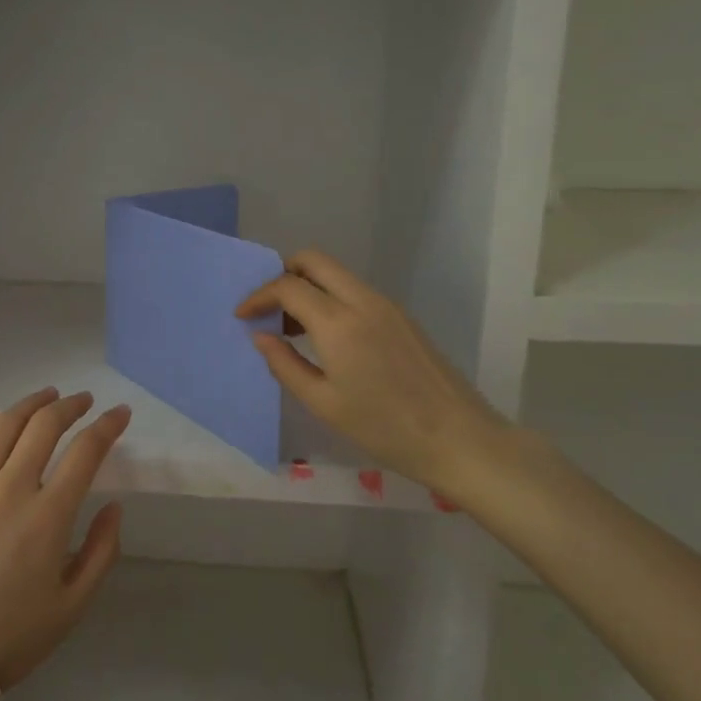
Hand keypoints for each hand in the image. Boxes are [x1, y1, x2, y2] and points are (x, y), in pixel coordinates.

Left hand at [0, 388, 130, 700]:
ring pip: (3, 426)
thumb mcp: (74, 605)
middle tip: (83, 401)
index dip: (108, 426)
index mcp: (48, 517)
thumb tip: (114, 505)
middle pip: (44, 426)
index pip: (86, 451)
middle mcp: (9, 489)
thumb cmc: (12, 637)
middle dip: (70, 406)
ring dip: (30, 405)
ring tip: (46, 397)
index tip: (120, 414)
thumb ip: (102, 550)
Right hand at [236, 250, 509, 507]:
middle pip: (314, 261)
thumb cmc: (384, 428)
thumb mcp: (324, 403)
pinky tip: (326, 338)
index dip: (259, 296)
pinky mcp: (402, 317)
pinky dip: (331, 299)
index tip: (242, 316)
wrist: (458, 439)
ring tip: (292, 329)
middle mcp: (363, 301)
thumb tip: (260, 336)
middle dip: (283, 274)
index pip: (288, 286)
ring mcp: (387, 305)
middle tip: (268, 309)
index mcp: (339, 323)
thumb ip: (285, 365)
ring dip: (308, 287)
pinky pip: (355, 291)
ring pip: (337, 274)